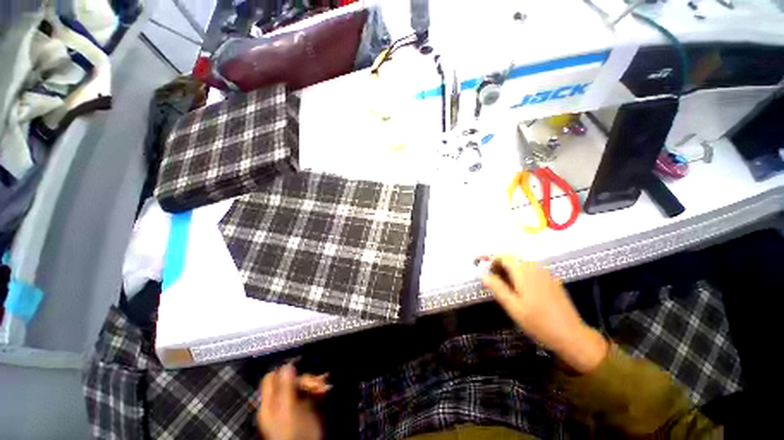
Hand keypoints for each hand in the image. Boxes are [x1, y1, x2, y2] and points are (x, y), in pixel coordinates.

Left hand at [257, 364, 329, 439]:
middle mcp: (280, 401)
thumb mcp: (287, 409)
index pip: (272, 378)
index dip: (283, 370)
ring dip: (314, 382)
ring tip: (323, 387)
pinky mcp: (306, 407)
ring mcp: (294, 404)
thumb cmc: (292, 431)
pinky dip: (318, 389)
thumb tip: (288, 365)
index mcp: (270, 402)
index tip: (298, 365)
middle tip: (316, 382)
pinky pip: (311, 392)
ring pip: (302, 385)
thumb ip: (286, 387)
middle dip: (305, 379)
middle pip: (290, 380)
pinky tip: (324, 390)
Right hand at [481, 256, 607, 373]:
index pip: (504, 257)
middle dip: (500, 263)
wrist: (572, 335)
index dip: (491, 259)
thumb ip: (498, 288)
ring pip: (523, 263)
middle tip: (491, 276)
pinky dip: (522, 272)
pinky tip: (521, 287)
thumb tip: (484, 275)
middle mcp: (535, 268)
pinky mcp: (552, 280)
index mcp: (524, 272)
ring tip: (503, 282)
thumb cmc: (539, 322)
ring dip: (510, 267)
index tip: (482, 266)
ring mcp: (546, 273)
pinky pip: (533, 269)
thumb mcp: (513, 307)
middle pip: (513, 258)